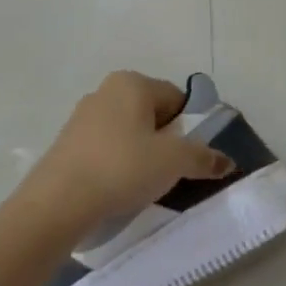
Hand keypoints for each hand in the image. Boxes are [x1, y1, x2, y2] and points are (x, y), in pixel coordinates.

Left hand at [17, 71, 233, 235]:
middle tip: (167, 172)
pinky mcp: (68, 142)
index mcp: (132, 83)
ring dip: (140, 154)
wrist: (58, 202)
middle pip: (152, 114)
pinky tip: (117, 188)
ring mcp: (83, 116)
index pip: (176, 99)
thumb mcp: (174, 162)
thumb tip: (227, 161)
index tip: (187, 158)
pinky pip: (106, 148)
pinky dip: (117, 164)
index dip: (188, 129)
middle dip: (164, 141)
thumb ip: (203, 157)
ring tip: (142, 184)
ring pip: (128, 132)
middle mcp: (106, 90)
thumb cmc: (122, 168)